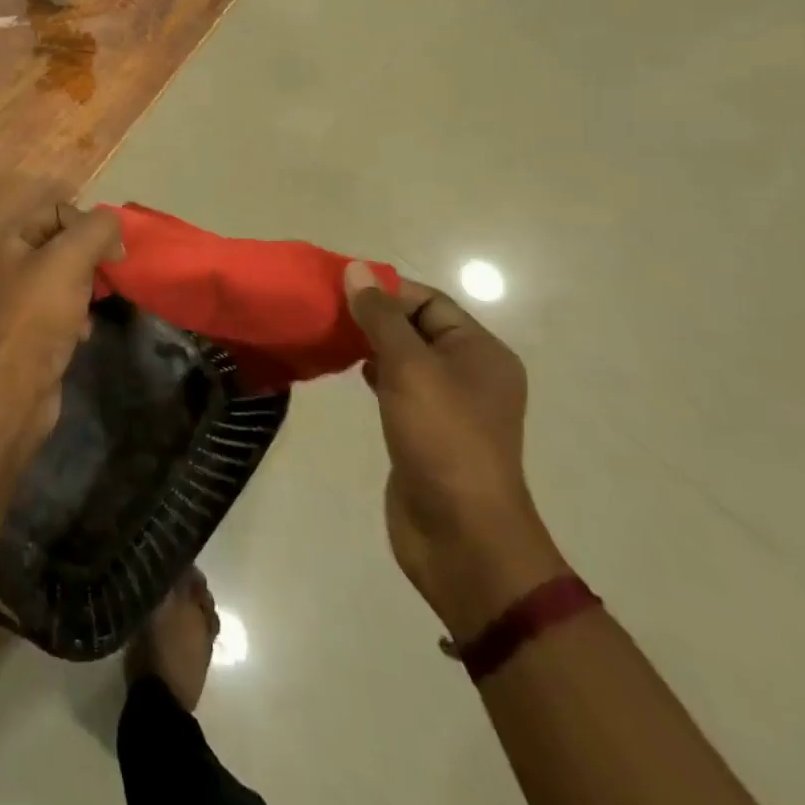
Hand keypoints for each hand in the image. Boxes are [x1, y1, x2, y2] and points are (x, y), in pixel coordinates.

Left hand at [0, 188, 124, 446]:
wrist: (16, 389)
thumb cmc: (39, 315)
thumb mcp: (71, 259)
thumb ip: (97, 229)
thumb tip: (113, 223)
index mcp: (7, 240)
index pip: (57, 210)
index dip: (88, 225)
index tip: (111, 253)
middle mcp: (6, 264)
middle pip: (62, 243)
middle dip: (90, 258)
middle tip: (107, 277)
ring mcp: (15, 298)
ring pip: (65, 276)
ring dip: (86, 287)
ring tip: (92, 306)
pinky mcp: (28, 329)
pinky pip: (60, 307)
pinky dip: (78, 315)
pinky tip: (84, 331)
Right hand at [346, 264, 568, 640]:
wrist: (461, 536)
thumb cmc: (442, 439)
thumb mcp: (410, 367)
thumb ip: (380, 317)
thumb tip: (355, 268)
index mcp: (480, 352)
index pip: (429, 301)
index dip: (385, 288)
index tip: (337, 285)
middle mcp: (469, 373)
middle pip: (415, 326)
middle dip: (372, 314)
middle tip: (325, 308)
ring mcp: (447, 404)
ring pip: (403, 356)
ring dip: (369, 343)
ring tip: (328, 334)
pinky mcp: (425, 430)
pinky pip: (397, 386)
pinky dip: (373, 372)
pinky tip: (347, 370)